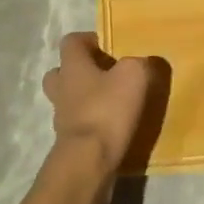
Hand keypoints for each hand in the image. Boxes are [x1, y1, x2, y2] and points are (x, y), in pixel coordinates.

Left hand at [41, 32, 157, 182]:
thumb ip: (139, 63)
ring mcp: (61, 118)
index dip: (88, 39)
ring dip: (87, 99)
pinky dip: (93, 123)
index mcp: (72, 66)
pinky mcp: (68, 144)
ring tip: (114, 102)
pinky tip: (113, 127)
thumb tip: (142, 63)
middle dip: (81, 71)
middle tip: (106, 74)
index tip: (109, 46)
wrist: (88, 163)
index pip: (70, 41)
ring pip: (69, 100)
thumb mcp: (134, 75)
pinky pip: (79, 125)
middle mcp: (61, 89)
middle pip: (62, 72)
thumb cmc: (107, 109)